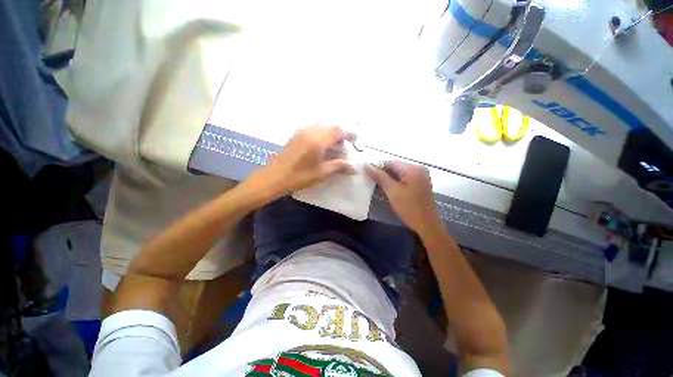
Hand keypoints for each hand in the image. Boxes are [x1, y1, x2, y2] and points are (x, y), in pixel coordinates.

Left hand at [248, 125, 353, 197]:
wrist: (274, 177)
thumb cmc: (299, 176)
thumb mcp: (321, 172)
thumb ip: (338, 166)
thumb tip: (354, 168)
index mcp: (318, 140)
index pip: (338, 131)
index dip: (349, 134)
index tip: (356, 140)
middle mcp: (310, 131)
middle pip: (330, 128)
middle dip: (340, 135)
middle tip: (344, 147)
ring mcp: (301, 132)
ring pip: (321, 128)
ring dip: (330, 135)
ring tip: (333, 148)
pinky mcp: (295, 135)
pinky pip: (312, 130)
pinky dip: (321, 135)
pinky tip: (320, 146)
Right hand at [366, 161, 441, 233]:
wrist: (427, 225)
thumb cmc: (409, 208)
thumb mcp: (392, 191)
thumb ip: (380, 177)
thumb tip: (367, 165)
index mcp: (413, 169)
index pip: (391, 162)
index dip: (377, 166)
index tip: (365, 172)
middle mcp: (419, 169)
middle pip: (395, 167)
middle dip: (382, 173)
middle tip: (369, 179)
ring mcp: (420, 176)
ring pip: (399, 173)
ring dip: (388, 178)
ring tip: (376, 184)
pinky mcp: (420, 184)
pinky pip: (404, 179)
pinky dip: (395, 182)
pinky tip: (387, 188)